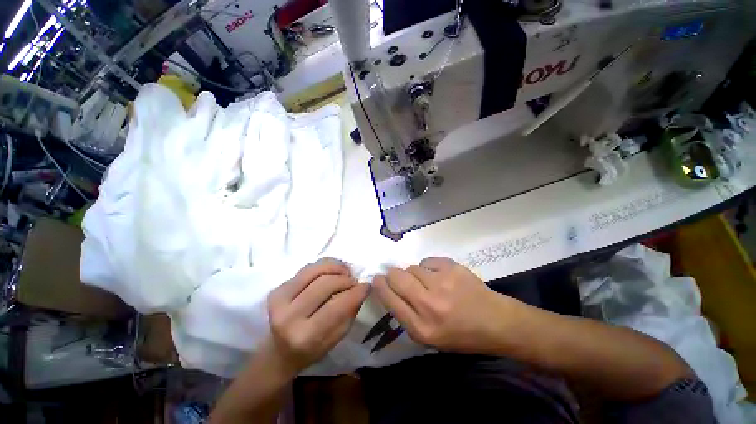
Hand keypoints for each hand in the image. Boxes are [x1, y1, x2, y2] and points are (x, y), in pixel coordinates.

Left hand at [267, 258, 368, 374]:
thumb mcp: (336, 338)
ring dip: (335, 267)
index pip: (336, 306)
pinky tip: (332, 271)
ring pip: (314, 270)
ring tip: (345, 272)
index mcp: (305, 336)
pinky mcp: (277, 289)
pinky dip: (324, 266)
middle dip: (345, 279)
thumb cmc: (312, 349)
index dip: (355, 292)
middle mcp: (288, 316)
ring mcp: (279, 300)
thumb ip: (350, 312)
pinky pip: (306, 269)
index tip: (366, 286)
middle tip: (354, 281)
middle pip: (324, 283)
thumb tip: (362, 287)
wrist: (279, 352)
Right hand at [373, 257, 513, 353]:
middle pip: (397, 277)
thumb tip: (390, 290)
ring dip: (415, 273)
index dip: (380, 286)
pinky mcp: (452, 268)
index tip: (377, 279)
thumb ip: (406, 316)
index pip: (389, 299)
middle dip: (392, 274)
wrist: (495, 322)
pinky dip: (430, 267)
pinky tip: (440, 275)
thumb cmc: (460, 334)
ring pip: (412, 267)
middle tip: (397, 276)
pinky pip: (428, 260)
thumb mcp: (429, 338)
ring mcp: (442, 284)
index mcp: (421, 328)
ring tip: (428, 281)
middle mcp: (428, 305)